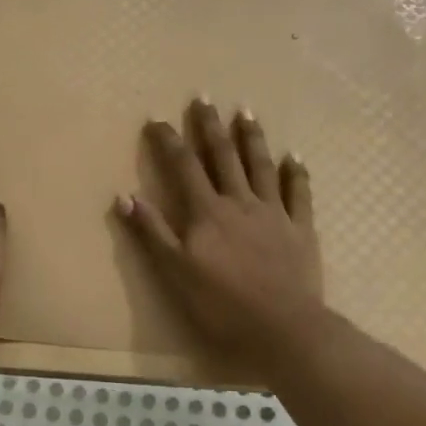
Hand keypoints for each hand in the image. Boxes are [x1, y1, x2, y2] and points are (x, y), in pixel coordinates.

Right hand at [116, 99, 324, 362]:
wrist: (283, 328)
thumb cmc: (222, 304)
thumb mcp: (175, 272)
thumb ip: (152, 232)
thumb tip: (124, 195)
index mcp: (207, 212)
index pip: (183, 166)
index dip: (168, 140)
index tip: (156, 118)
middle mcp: (240, 202)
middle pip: (223, 156)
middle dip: (210, 126)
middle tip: (203, 97)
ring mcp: (273, 212)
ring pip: (261, 166)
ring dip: (252, 138)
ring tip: (246, 112)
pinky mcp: (300, 228)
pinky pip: (299, 193)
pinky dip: (296, 173)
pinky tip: (294, 156)